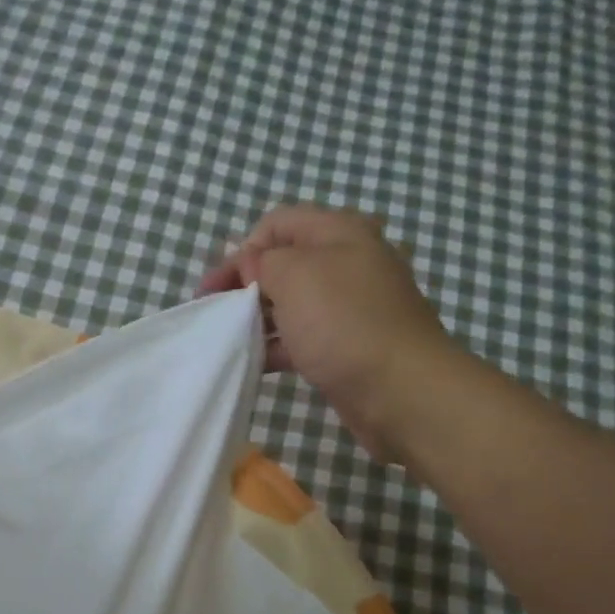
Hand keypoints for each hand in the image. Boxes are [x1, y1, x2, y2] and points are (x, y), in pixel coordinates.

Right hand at [200, 206, 467, 464]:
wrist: (400, 389)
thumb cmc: (343, 322)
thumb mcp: (293, 276)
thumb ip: (263, 262)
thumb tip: (252, 263)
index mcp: (339, 232)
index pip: (277, 223)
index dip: (242, 249)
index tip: (217, 287)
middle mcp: (347, 262)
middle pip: (284, 263)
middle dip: (246, 284)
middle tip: (214, 312)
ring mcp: (349, 307)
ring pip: (291, 303)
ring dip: (258, 318)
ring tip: (230, 339)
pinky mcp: (347, 345)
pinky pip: (302, 337)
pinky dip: (276, 346)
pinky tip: (253, 362)